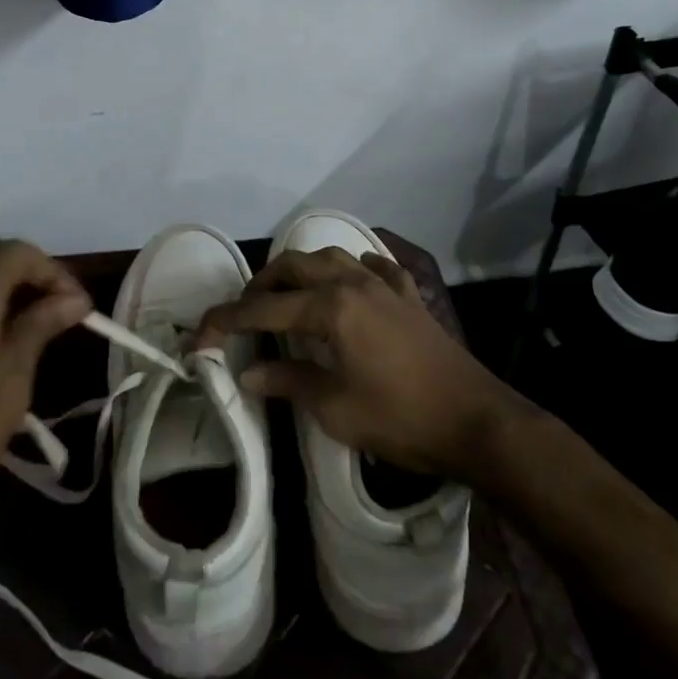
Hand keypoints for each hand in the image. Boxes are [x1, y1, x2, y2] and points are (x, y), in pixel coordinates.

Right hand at [196, 247, 527, 478]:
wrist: (477, 422)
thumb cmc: (402, 419)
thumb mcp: (336, 410)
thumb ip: (288, 382)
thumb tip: (247, 373)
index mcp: (330, 308)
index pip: (264, 309)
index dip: (226, 321)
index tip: (200, 336)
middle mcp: (353, 283)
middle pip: (294, 266)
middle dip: (260, 285)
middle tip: (244, 314)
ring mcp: (384, 285)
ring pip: (331, 256)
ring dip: (302, 270)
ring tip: (288, 295)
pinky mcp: (408, 297)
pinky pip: (374, 267)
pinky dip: (353, 269)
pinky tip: (351, 282)